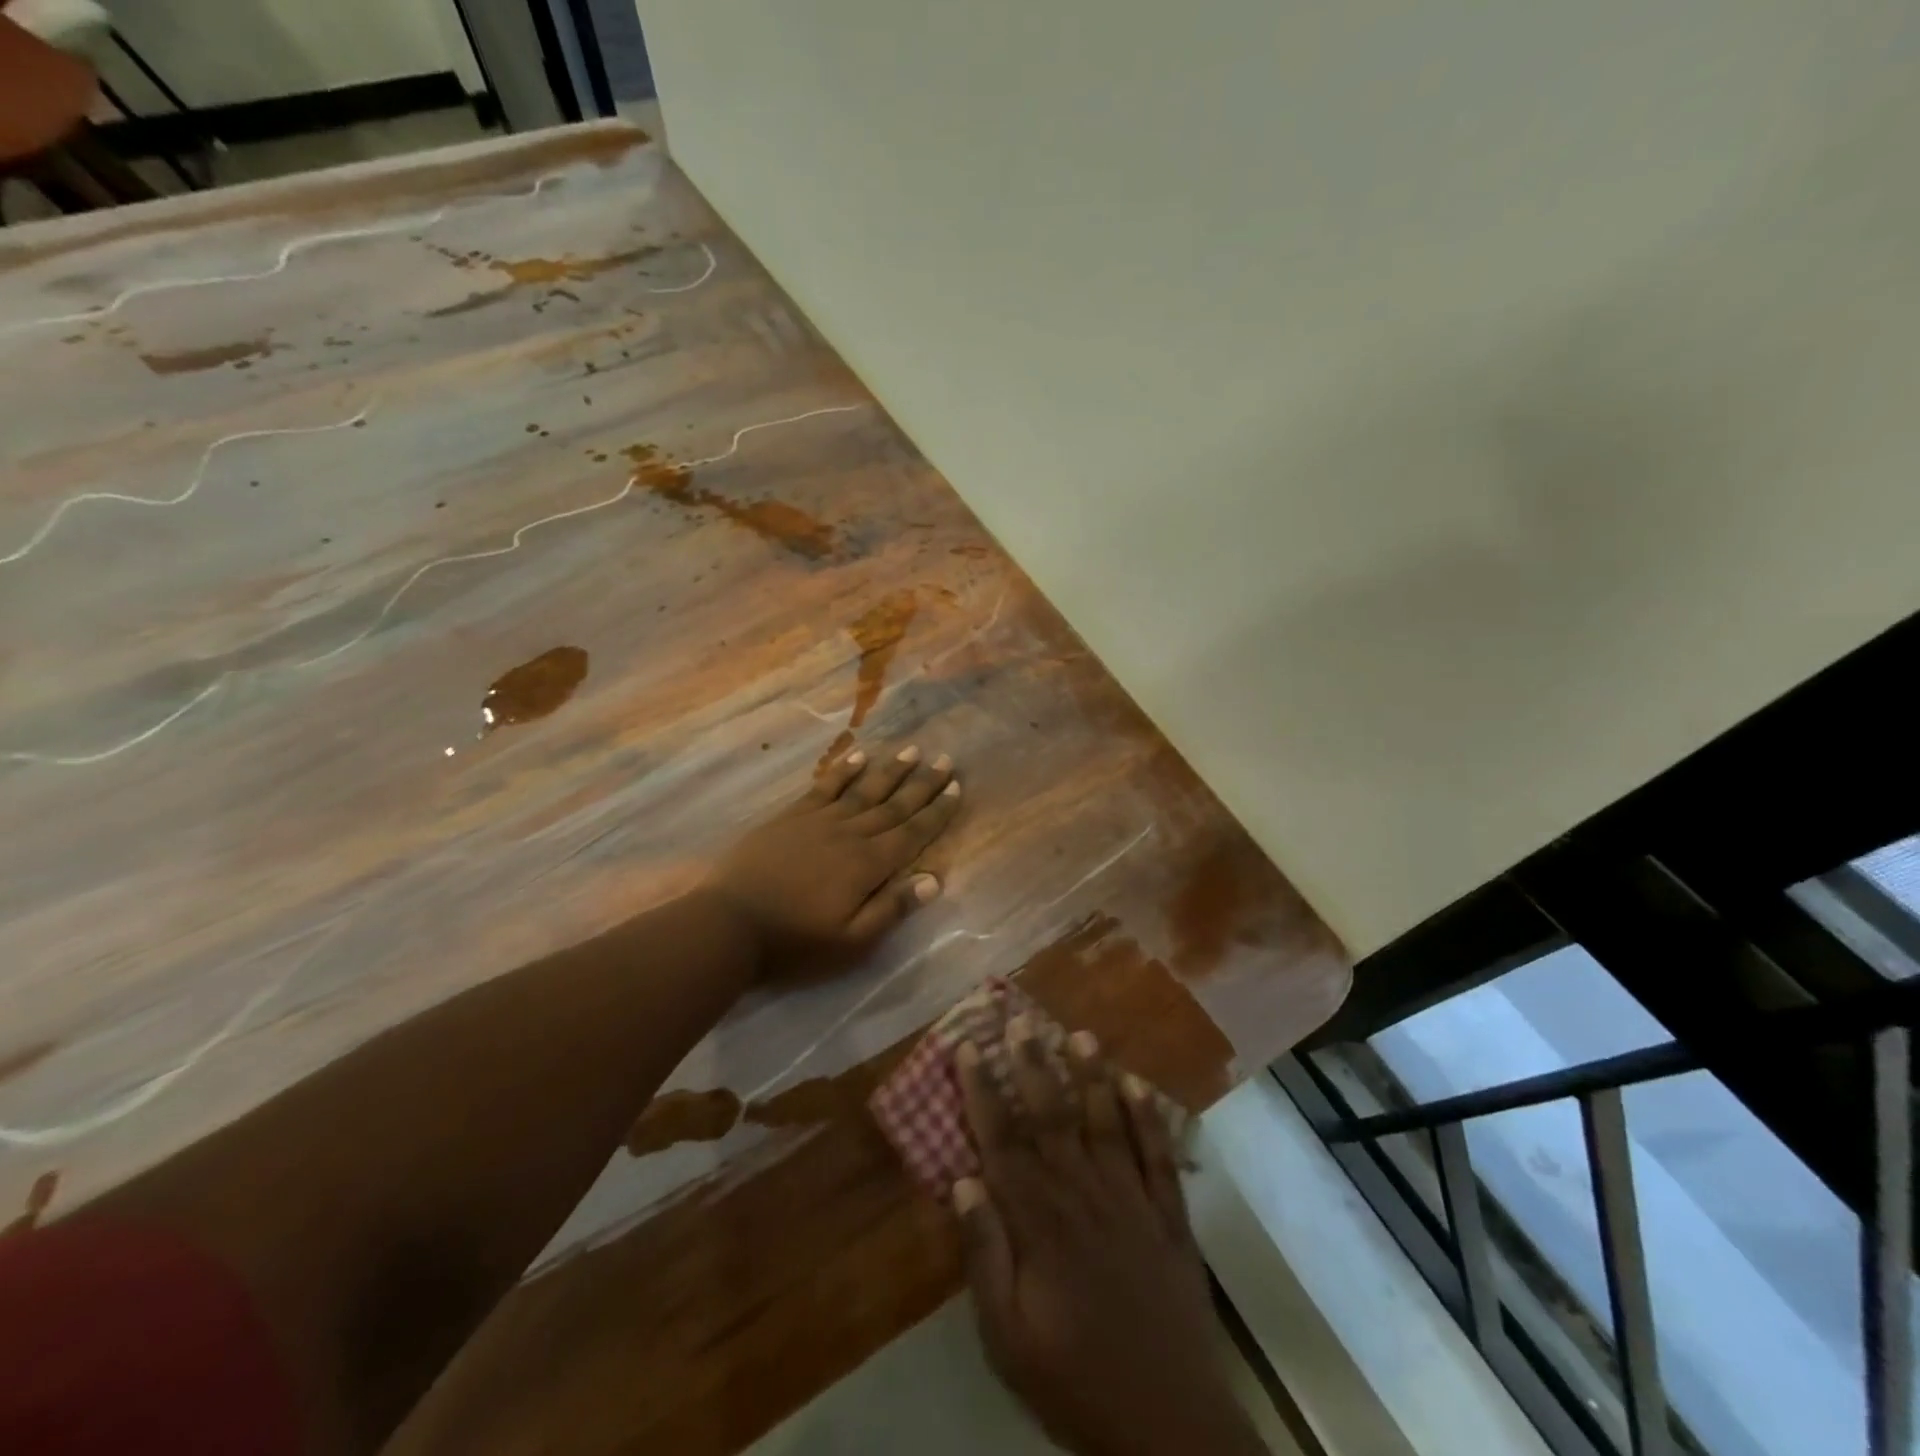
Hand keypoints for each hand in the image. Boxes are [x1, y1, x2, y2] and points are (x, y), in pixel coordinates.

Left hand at [706, 743, 961, 979]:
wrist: (728, 925)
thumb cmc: (794, 943)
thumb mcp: (850, 943)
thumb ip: (891, 908)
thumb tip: (933, 879)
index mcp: (868, 865)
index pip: (912, 833)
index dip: (936, 811)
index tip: (956, 788)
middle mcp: (850, 834)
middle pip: (893, 805)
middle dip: (922, 784)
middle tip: (945, 760)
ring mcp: (818, 821)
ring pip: (863, 790)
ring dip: (890, 771)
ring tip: (911, 751)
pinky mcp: (791, 817)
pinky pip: (825, 787)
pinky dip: (844, 771)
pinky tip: (859, 756)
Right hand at [954, 1026, 1265, 1455]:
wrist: (1170, 1427)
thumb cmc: (1075, 1380)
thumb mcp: (1008, 1339)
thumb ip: (984, 1257)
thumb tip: (962, 1182)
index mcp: (1040, 1222)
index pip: (1002, 1141)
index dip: (982, 1091)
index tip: (968, 1047)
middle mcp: (1084, 1194)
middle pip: (1052, 1116)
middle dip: (1033, 1065)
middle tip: (1020, 1019)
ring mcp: (1132, 1201)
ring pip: (1106, 1123)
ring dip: (1091, 1076)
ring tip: (1079, 1034)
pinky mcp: (1170, 1217)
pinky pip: (1158, 1155)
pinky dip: (1147, 1117)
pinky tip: (1137, 1084)